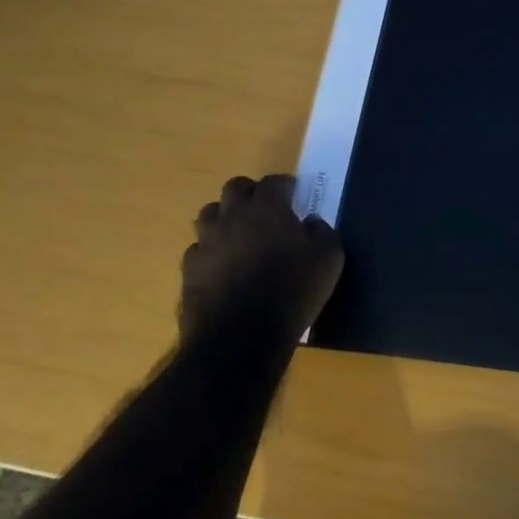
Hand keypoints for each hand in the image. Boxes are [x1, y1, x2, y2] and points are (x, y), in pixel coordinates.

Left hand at [180, 175, 343, 344]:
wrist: (241, 336)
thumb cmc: (293, 291)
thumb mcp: (329, 259)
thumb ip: (323, 232)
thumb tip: (311, 223)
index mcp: (267, 208)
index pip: (273, 181)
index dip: (285, 185)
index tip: (295, 194)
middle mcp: (232, 216)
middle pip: (234, 188)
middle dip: (250, 193)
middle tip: (266, 209)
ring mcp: (206, 242)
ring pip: (209, 214)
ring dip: (225, 217)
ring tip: (241, 234)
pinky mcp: (189, 269)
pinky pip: (199, 249)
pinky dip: (212, 250)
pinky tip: (224, 266)